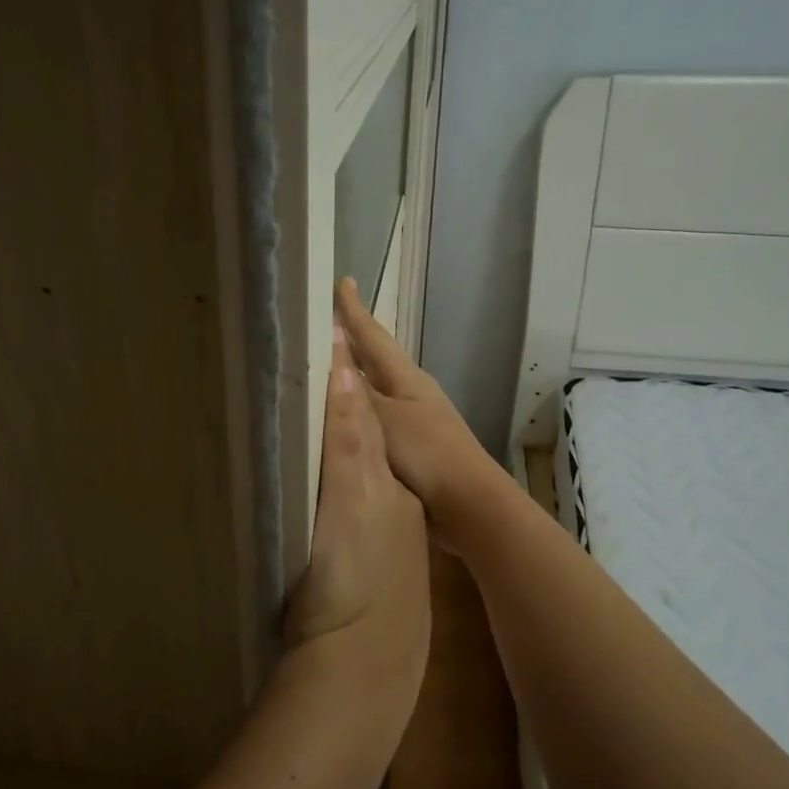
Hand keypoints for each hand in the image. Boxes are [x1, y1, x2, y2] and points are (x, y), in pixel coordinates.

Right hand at [333, 278, 501, 526]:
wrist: (467, 506)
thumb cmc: (428, 454)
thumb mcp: (386, 419)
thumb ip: (356, 393)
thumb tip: (331, 356)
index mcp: (406, 379)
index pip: (373, 336)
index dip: (355, 311)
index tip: (343, 282)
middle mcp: (409, 394)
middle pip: (374, 362)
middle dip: (350, 344)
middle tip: (321, 326)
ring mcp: (410, 424)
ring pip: (372, 393)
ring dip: (350, 381)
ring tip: (320, 371)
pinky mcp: (406, 453)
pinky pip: (371, 424)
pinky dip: (353, 416)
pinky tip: (337, 423)